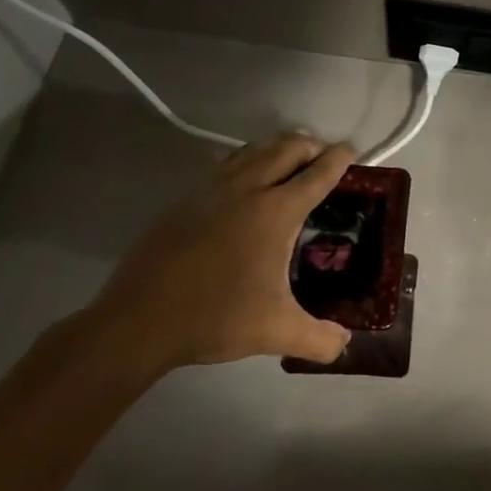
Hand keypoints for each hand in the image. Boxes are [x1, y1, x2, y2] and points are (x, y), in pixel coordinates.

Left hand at [88, 133, 354, 373]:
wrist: (139, 320)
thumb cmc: (216, 318)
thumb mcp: (277, 333)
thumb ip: (319, 339)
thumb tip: (345, 344)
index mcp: (276, 212)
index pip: (317, 174)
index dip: (339, 159)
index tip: (351, 150)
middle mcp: (247, 189)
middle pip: (286, 148)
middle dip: (309, 145)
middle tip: (323, 156)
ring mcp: (211, 190)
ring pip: (252, 150)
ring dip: (276, 148)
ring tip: (288, 159)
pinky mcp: (185, 200)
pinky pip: (224, 165)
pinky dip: (244, 161)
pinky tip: (242, 180)